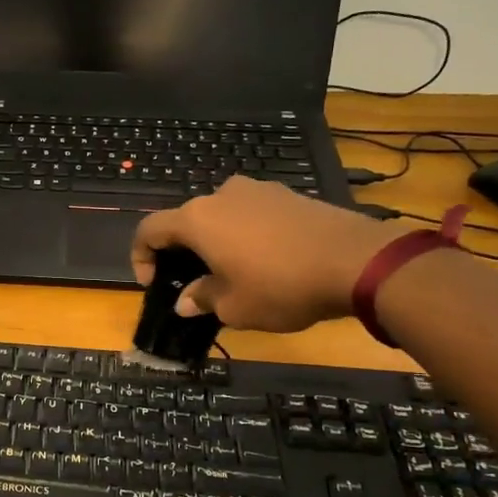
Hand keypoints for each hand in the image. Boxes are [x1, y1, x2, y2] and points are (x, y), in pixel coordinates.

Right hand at [131, 177, 404, 332]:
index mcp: (197, 219)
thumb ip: (202, 299)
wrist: (356, 260)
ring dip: (216, 242)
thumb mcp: (234, 306)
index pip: (149, 230)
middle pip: (186, 221)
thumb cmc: (280, 286)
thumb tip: (186, 301)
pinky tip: (265, 261)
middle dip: (182, 253)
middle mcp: (220, 195)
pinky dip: (245, 235)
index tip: (155, 285)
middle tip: (195, 285)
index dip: (141, 258)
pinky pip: (251, 214)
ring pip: (220, 216)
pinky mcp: (287, 194)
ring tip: (233, 273)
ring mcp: (257, 190)